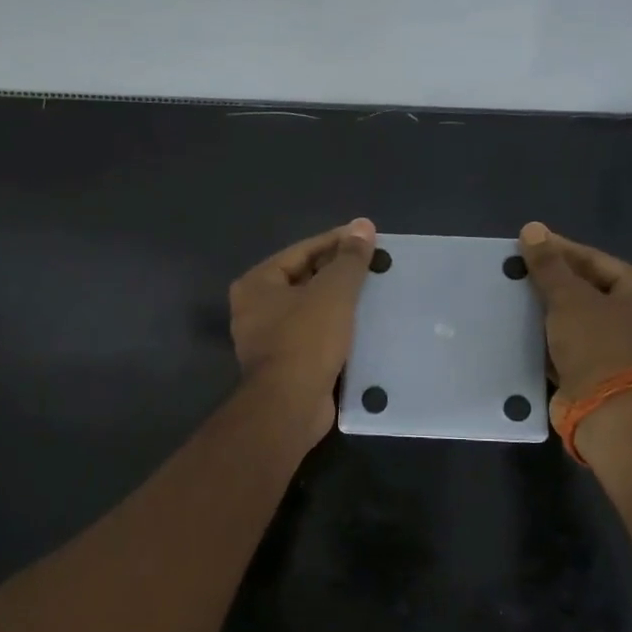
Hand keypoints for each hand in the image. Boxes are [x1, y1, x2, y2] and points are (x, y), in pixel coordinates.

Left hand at [229, 219, 377, 440]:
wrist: (290, 406)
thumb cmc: (306, 340)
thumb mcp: (333, 292)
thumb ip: (349, 259)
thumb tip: (363, 225)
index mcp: (257, 283)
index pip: (302, 251)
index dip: (337, 242)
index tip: (369, 238)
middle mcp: (256, 308)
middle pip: (305, 279)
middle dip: (339, 273)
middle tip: (376, 266)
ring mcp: (269, 339)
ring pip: (311, 309)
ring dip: (340, 302)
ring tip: (376, 293)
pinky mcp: (286, 364)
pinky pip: (315, 336)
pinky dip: (337, 329)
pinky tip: (365, 326)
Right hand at [518, 221, 631, 428]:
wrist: (603, 411)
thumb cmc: (596, 344)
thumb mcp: (569, 298)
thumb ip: (549, 264)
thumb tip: (532, 228)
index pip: (596, 261)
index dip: (560, 250)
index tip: (526, 243)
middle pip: (587, 288)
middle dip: (551, 281)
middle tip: (517, 269)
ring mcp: (618, 346)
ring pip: (575, 317)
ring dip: (546, 309)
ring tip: (513, 294)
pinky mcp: (596, 370)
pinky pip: (568, 343)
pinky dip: (547, 335)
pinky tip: (519, 325)